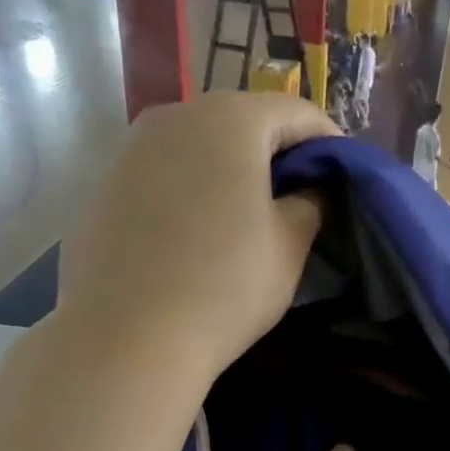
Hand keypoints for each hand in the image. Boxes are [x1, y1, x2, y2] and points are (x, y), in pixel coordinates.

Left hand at [60, 93, 339, 379]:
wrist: (128, 337)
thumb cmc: (225, 288)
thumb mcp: (288, 249)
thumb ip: (310, 205)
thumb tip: (308, 190)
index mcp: (230, 120)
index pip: (296, 112)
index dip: (329, 143)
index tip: (343, 178)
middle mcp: (175, 116)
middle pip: (242, 121)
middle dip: (277, 154)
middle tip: (300, 197)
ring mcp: (132, 149)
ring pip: (198, 147)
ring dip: (230, 172)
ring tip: (248, 217)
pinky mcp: (105, 186)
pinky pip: (164, 175)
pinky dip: (191, 191)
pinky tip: (197, 236)